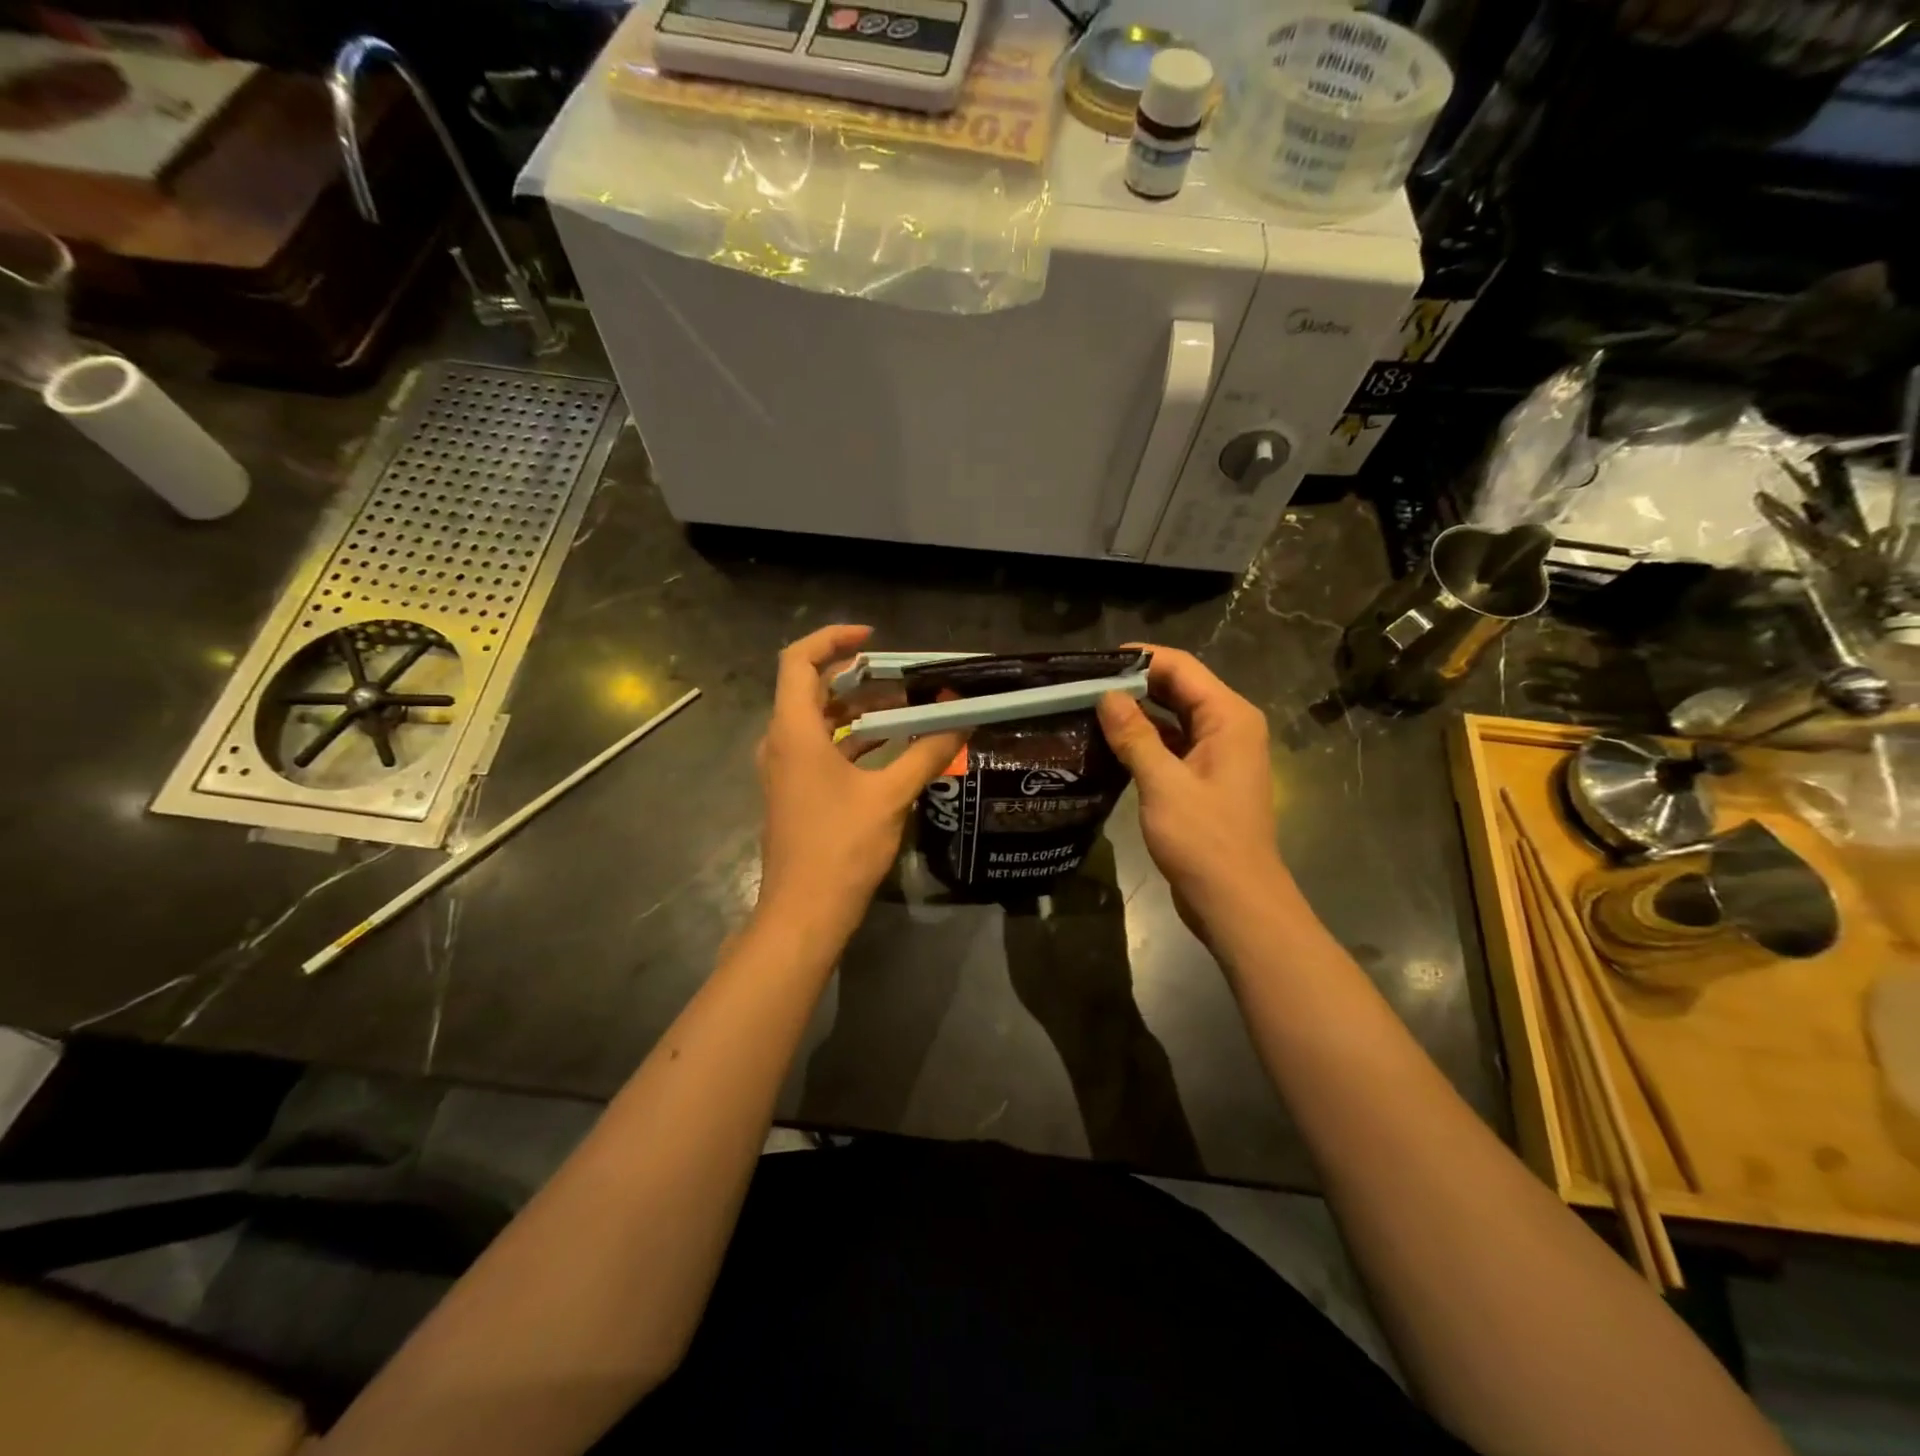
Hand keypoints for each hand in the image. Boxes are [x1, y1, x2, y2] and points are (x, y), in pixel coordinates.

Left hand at [754, 625, 964, 943]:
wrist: (804, 912)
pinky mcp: (794, 792)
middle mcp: (780, 743)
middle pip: (810, 688)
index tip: (874, 639)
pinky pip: (820, 748)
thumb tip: (961, 721)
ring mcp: (784, 769)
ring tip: (905, 707)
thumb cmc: (842, 847)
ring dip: (857, 709)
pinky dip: (852, 739)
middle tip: (902, 676)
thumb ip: (927, 753)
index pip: (798, 661)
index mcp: (794, 732)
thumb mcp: (890, 796)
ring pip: (817, 721)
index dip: (832, 639)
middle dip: (856, 676)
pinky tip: (892, 746)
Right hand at [1096, 646, 1292, 935]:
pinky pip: (1172, 745)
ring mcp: (1217, 755)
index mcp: (1229, 717)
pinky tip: (1109, 744)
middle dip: (1134, 684)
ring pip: (1173, 718)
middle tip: (1084, 685)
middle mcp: (1228, 727)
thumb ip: (1134, 736)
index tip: (1094, 662)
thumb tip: (1106, 696)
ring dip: (1137, 713)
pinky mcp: (1204, 779)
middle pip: (1179, 689)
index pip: (1182, 668)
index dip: (1140, 658)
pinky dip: (1145, 741)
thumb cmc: (1204, 839)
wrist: (1235, 901)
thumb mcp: (1163, 783)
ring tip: (1088, 709)